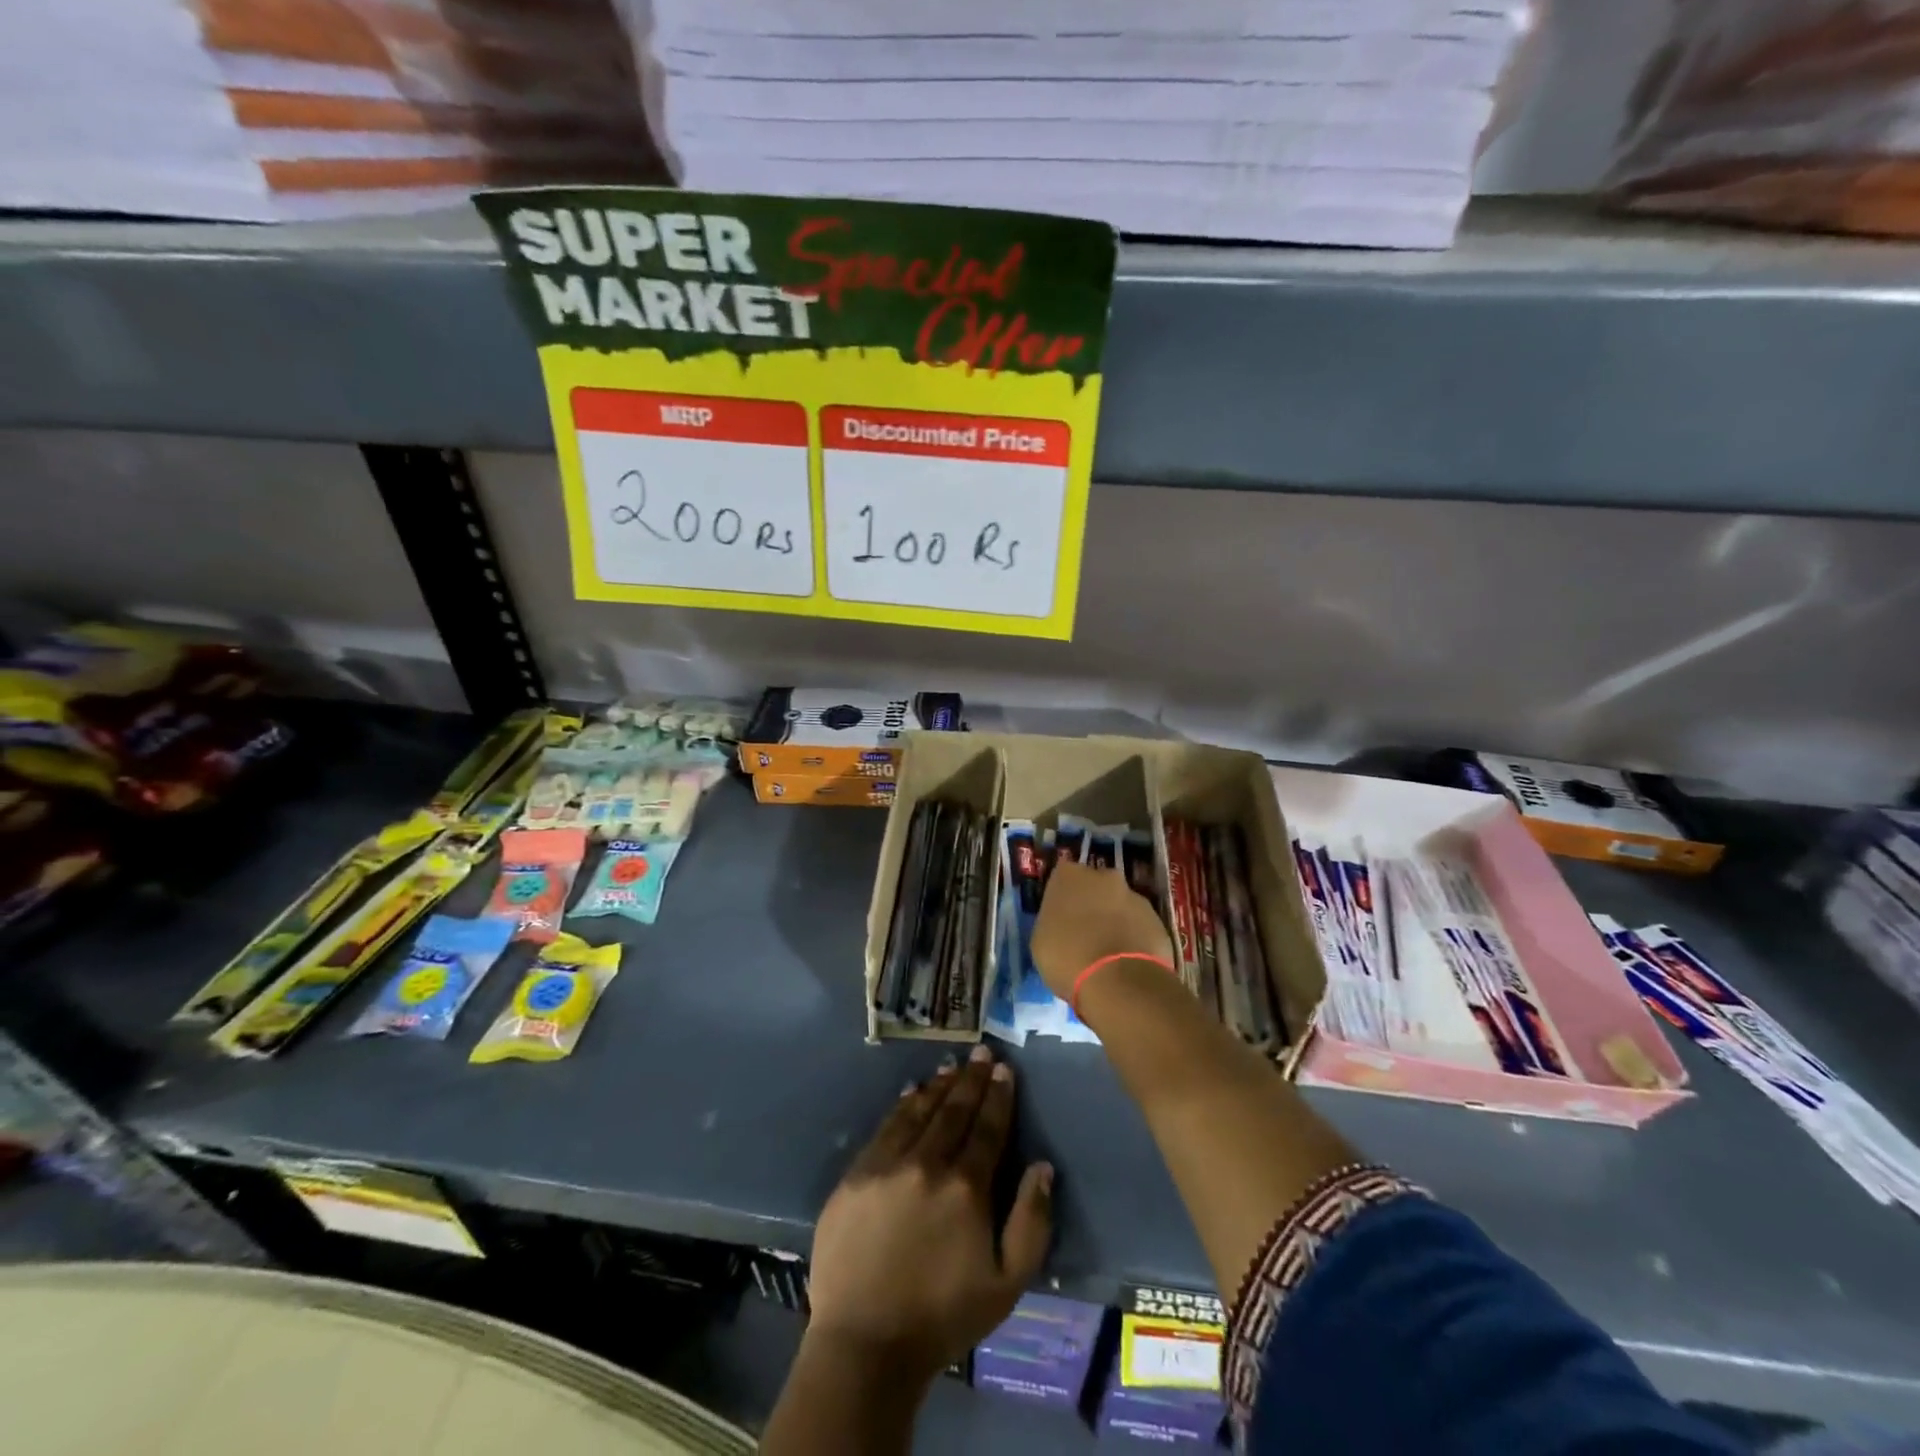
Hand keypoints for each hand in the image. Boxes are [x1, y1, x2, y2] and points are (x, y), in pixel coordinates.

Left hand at [806, 1045, 1053, 1387]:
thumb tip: (1041, 1166)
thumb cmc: (943, 1316)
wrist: (865, 1343)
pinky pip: (885, 1127)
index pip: (988, 1127)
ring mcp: (887, 1165)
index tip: (1004, 1069)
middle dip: (972, 1079)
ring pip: (918, 1111)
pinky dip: (903, 1106)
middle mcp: (927, 1163)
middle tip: (982, 1052)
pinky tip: (911, 1093)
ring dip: (939, 1086)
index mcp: (966, 1187)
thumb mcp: (1007, 1284)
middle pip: (954, 1110)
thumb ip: (1031, 1221)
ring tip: (952, 1066)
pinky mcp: (856, 1174)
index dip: (998, 1096)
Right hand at [1030, 860, 1173, 1001]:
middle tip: (1085, 933)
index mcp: (1069, 876)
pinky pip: (1139, 926)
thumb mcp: (1041, 941)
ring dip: (1115, 921)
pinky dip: (1134, 938)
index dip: (1063, 897)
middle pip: (1095, 886)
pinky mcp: (1158, 920)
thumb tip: (1062, 924)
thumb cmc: (1068, 958)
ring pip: (1120, 905)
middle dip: (1092, 904)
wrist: (1120, 982)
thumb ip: (1052, 921)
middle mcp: (1104, 876)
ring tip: (1108, 954)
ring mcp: (1135, 896)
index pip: (1062, 877)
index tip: (1061, 917)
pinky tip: (1127, 963)